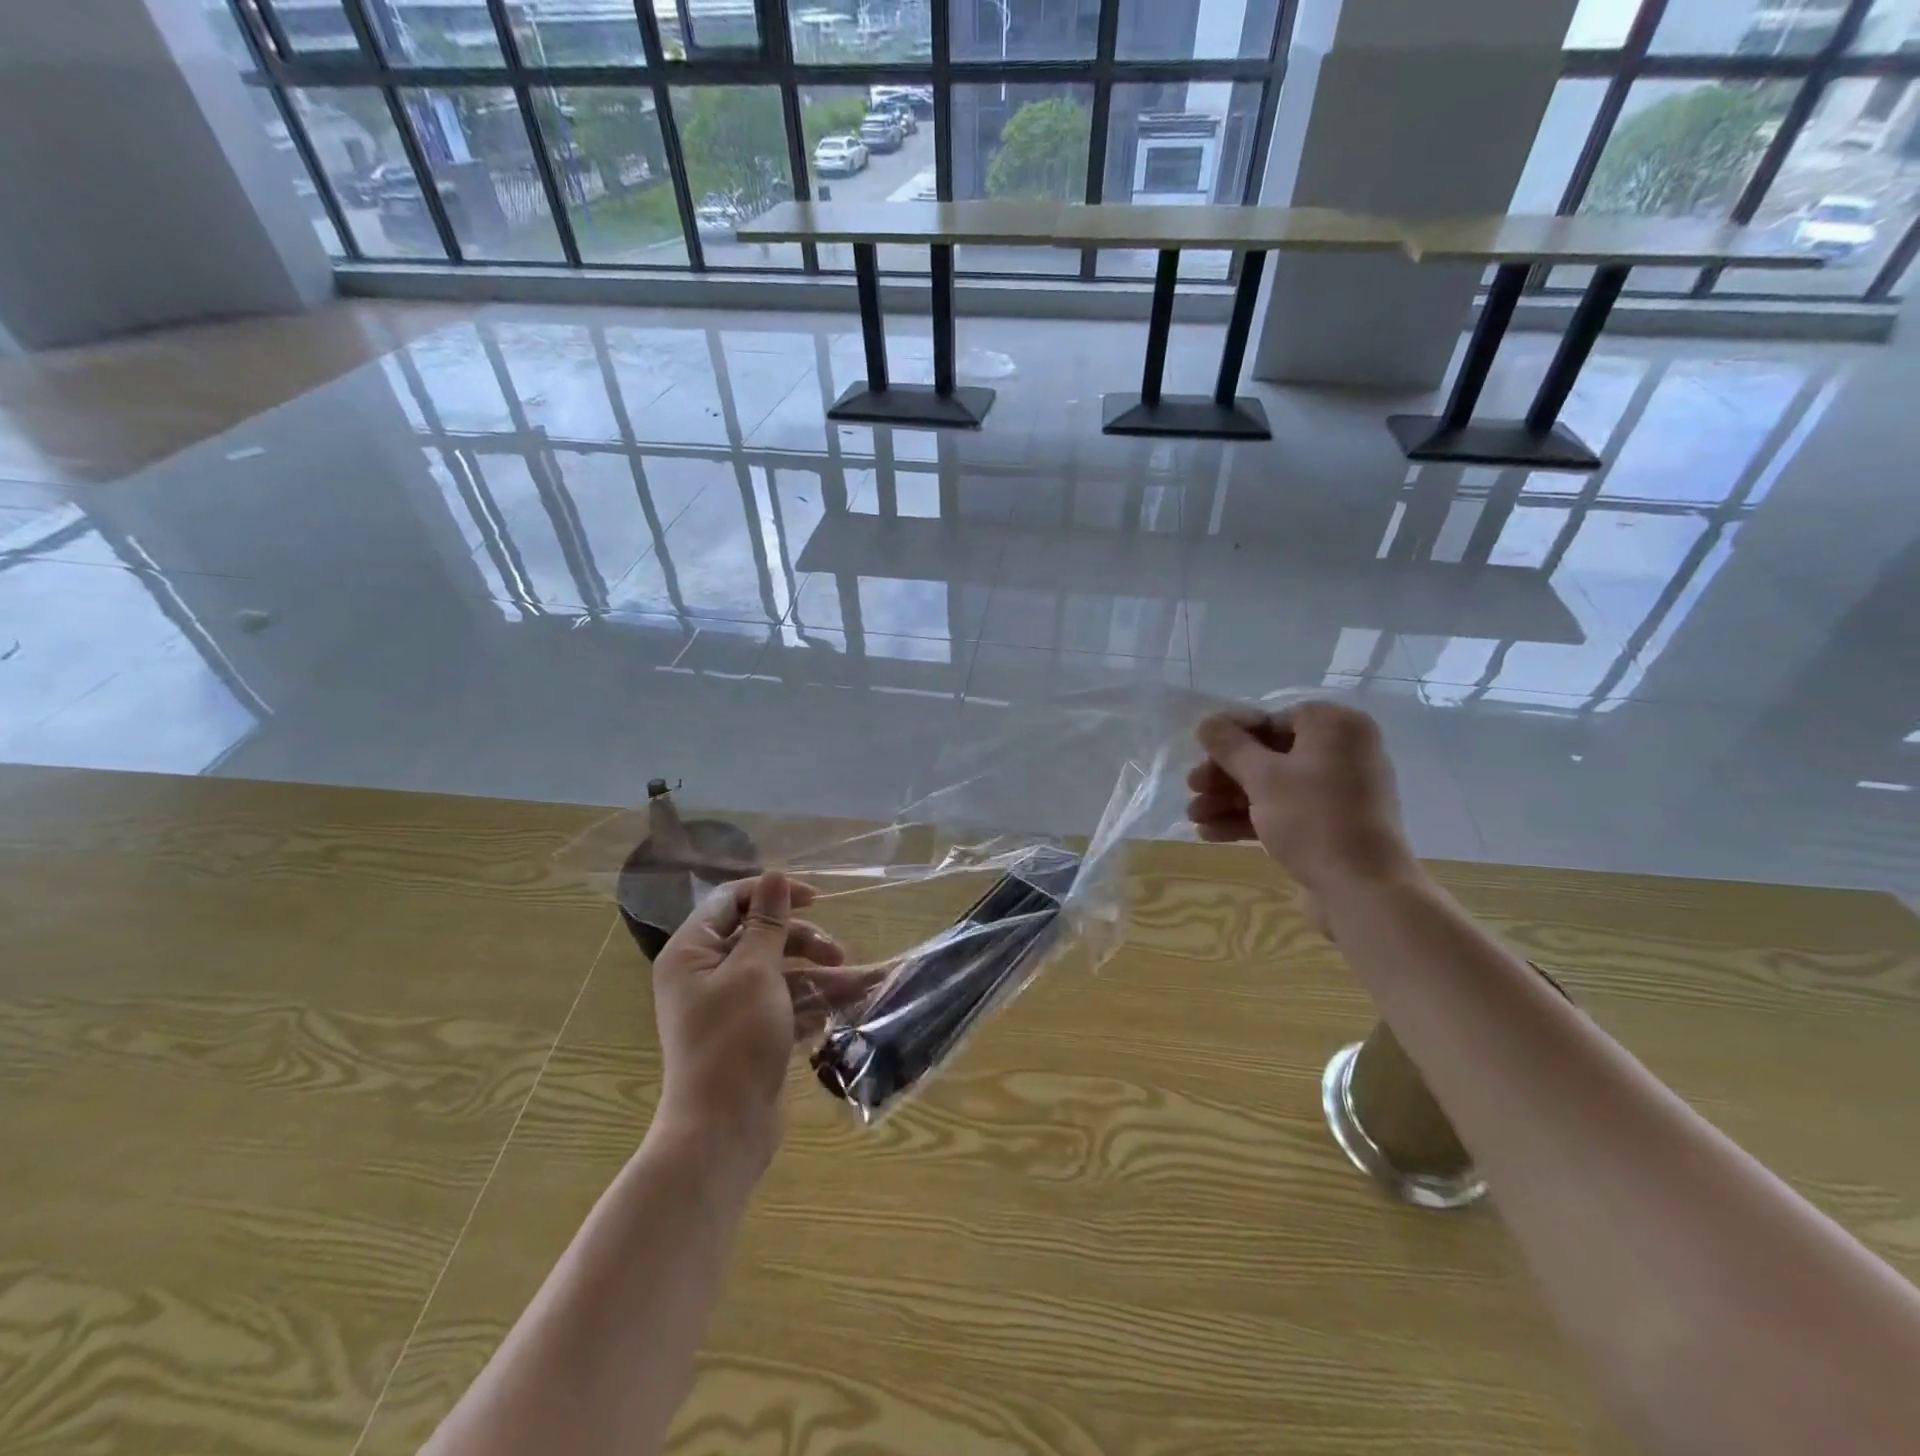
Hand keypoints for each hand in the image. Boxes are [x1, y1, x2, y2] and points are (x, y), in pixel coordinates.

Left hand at [651, 872, 876, 1160]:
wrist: (723, 1130)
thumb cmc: (734, 1040)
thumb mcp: (755, 971)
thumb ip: (768, 922)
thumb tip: (774, 874)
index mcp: (693, 952)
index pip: (731, 901)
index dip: (773, 894)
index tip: (816, 900)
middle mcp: (706, 974)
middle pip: (760, 936)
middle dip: (804, 940)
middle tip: (837, 953)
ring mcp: (729, 1006)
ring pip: (779, 972)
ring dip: (819, 974)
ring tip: (859, 983)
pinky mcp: (751, 1033)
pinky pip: (785, 1003)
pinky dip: (814, 1002)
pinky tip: (849, 1004)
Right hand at [1187, 702, 1417, 897]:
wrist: (1363, 890)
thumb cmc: (1313, 819)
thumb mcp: (1263, 777)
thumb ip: (1230, 746)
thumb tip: (1206, 722)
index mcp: (1336, 726)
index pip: (1273, 719)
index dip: (1231, 737)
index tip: (1199, 754)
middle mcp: (1343, 752)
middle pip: (1270, 754)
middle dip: (1226, 775)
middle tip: (1193, 788)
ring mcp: (1340, 791)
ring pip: (1274, 786)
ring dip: (1231, 800)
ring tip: (1195, 818)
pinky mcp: (1332, 825)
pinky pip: (1286, 811)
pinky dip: (1252, 819)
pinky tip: (1212, 834)